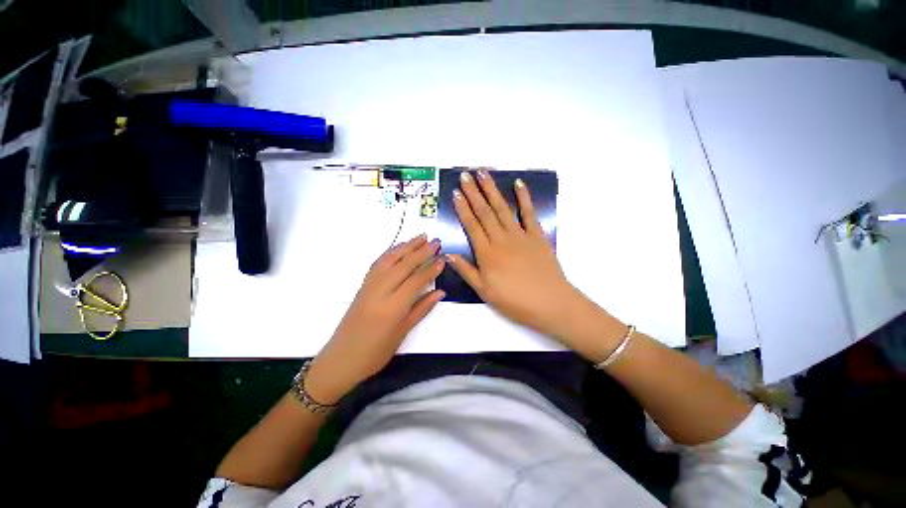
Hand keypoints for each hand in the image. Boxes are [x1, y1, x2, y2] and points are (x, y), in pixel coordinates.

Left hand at [306, 235, 445, 402]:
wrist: (341, 358)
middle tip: (436, 241)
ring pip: (390, 259)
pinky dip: (391, 252)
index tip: (443, 257)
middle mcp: (380, 291)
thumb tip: (440, 292)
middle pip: (404, 265)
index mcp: (393, 307)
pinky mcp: (362, 285)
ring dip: (406, 246)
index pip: (416, 280)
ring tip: (420, 237)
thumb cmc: (376, 352)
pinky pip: (378, 264)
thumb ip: (422, 308)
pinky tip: (399, 248)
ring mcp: (369, 286)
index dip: (431, 268)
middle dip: (422, 251)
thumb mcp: (403, 332)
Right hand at [447, 170, 583, 341]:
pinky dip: (523, 197)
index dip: (463, 208)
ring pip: (502, 208)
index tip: (456, 193)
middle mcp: (501, 239)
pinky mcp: (537, 235)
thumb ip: (466, 270)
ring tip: (483, 173)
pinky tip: (518, 184)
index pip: (472, 225)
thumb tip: (448, 254)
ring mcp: (520, 235)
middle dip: (474, 193)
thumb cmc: (514, 300)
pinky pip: (529, 213)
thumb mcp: (484, 291)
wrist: (550, 303)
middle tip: (466, 175)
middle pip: (485, 212)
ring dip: (492, 190)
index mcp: (487, 253)